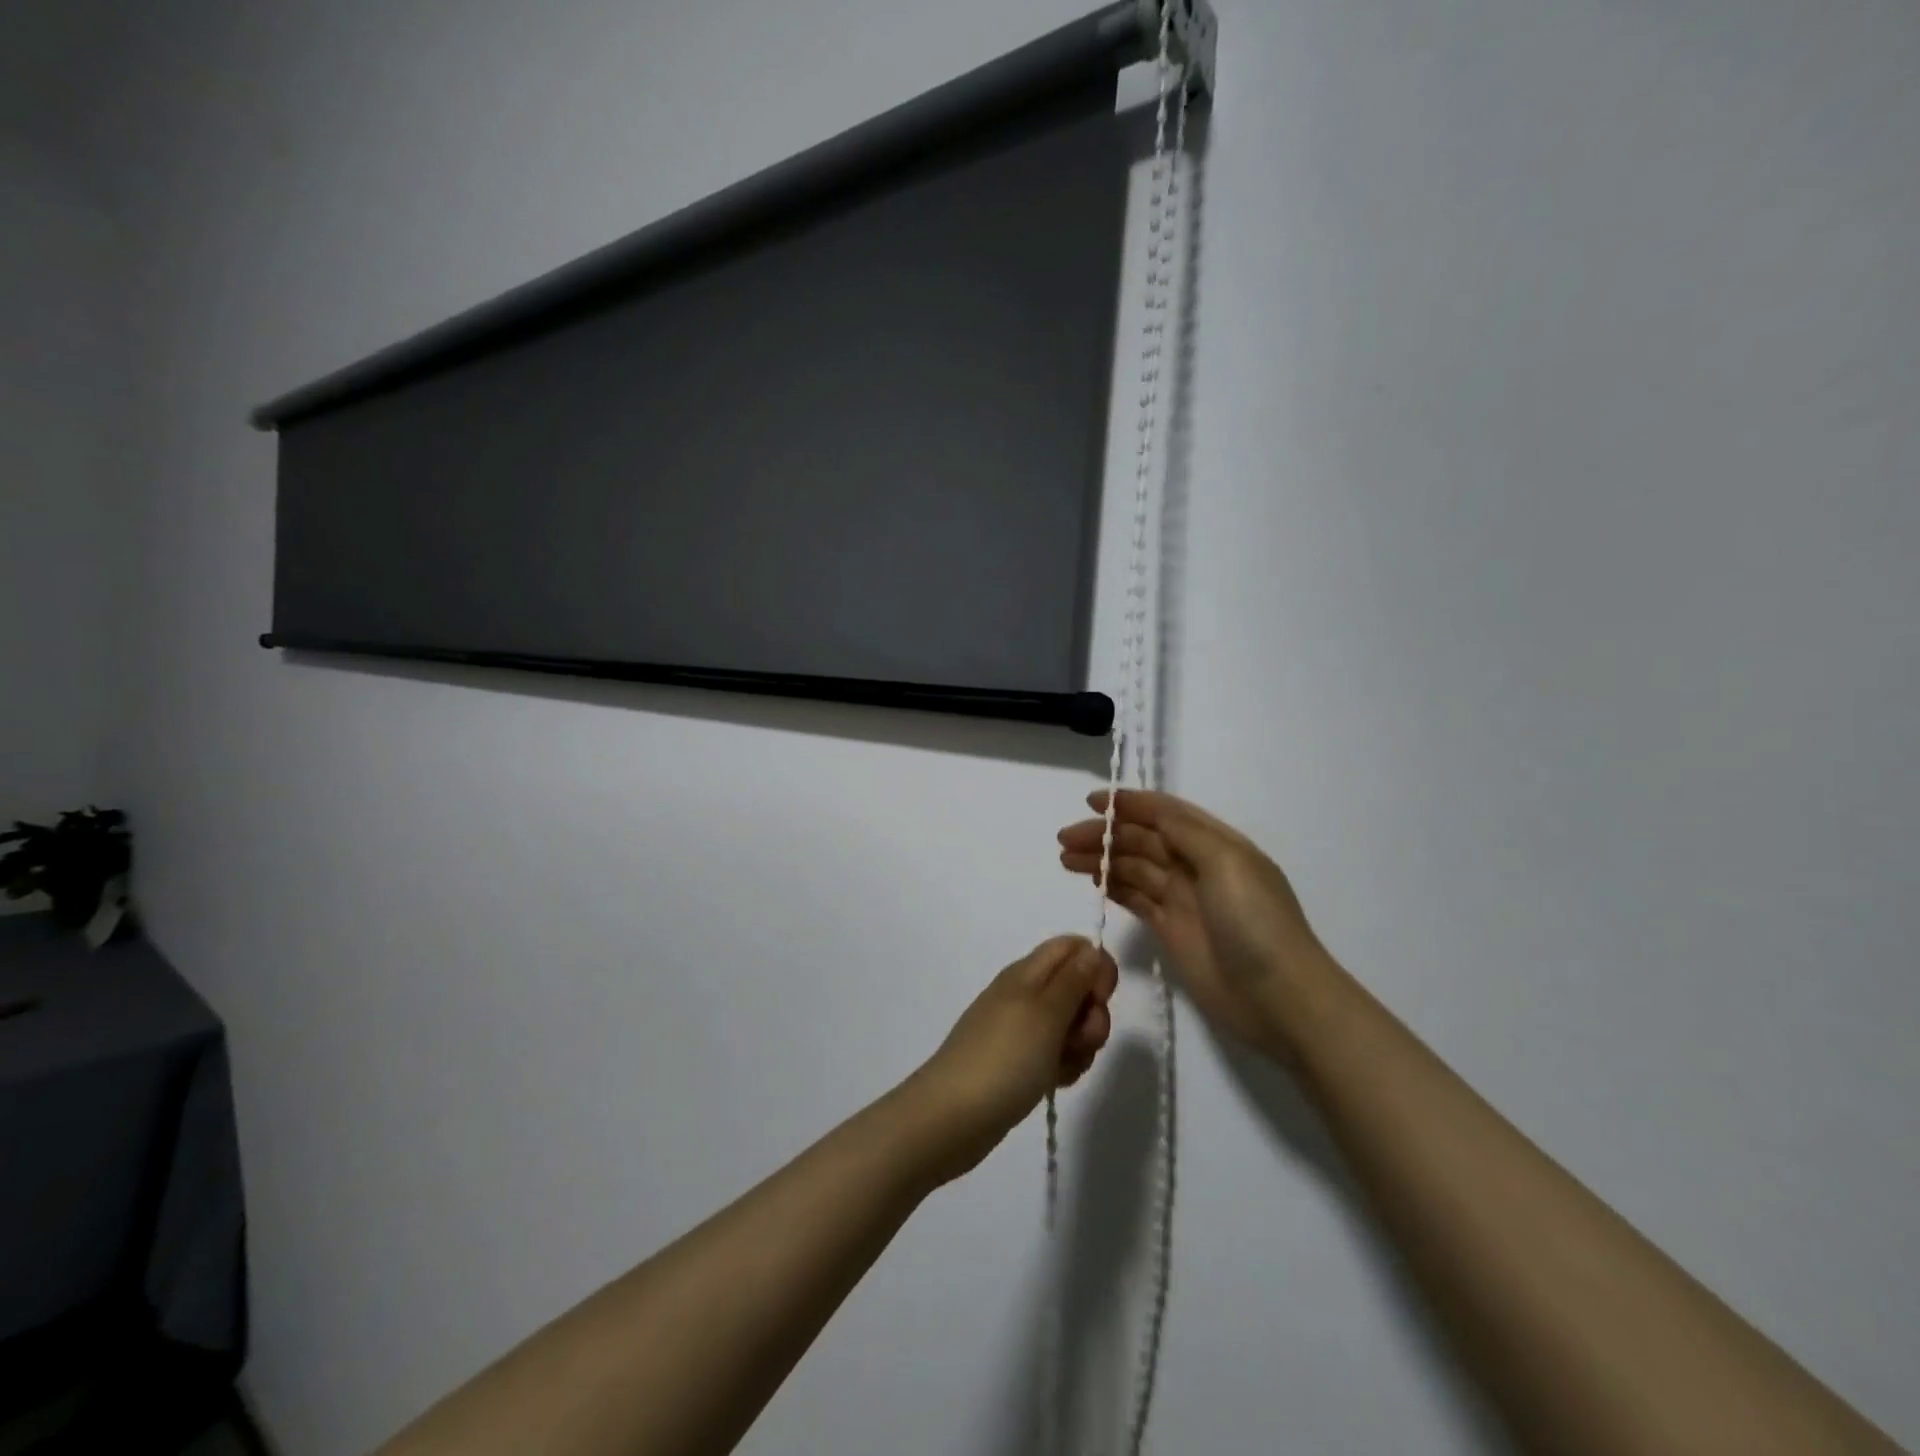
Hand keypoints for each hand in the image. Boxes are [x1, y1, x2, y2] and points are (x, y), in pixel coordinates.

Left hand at [906, 937, 1118, 1183]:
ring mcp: (1022, 1029)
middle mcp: (1025, 994)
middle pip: (1077, 988)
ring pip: (1071, 1025)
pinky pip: (1057, 1054)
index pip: (1072, 947)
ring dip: (1081, 1045)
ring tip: (1063, 1067)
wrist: (954, 1115)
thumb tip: (1092, 949)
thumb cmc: (1004, 1057)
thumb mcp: (1045, 1013)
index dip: (1096, 966)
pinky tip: (1054, 1082)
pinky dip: (1064, 1066)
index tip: (1101, 998)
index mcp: (1027, 972)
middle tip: (1080, 1040)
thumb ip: (1073, 979)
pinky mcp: (1021, 1061)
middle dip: (1092, 1014)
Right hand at [1058, 791, 1332, 1056]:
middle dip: (1105, 834)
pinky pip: (1136, 899)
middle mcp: (1197, 866)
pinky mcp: (1171, 931)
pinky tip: (1093, 881)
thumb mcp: (1227, 863)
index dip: (1129, 804)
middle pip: (1142, 840)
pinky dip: (1113, 887)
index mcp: (1216, 843)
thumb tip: (1149, 811)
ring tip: (1065, 859)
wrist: (1280, 999)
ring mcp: (1183, 900)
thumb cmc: (1256, 923)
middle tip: (1064, 839)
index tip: (1091, 802)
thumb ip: (1185, 832)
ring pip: (1134, 868)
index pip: (1165, 813)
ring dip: (1102, 859)